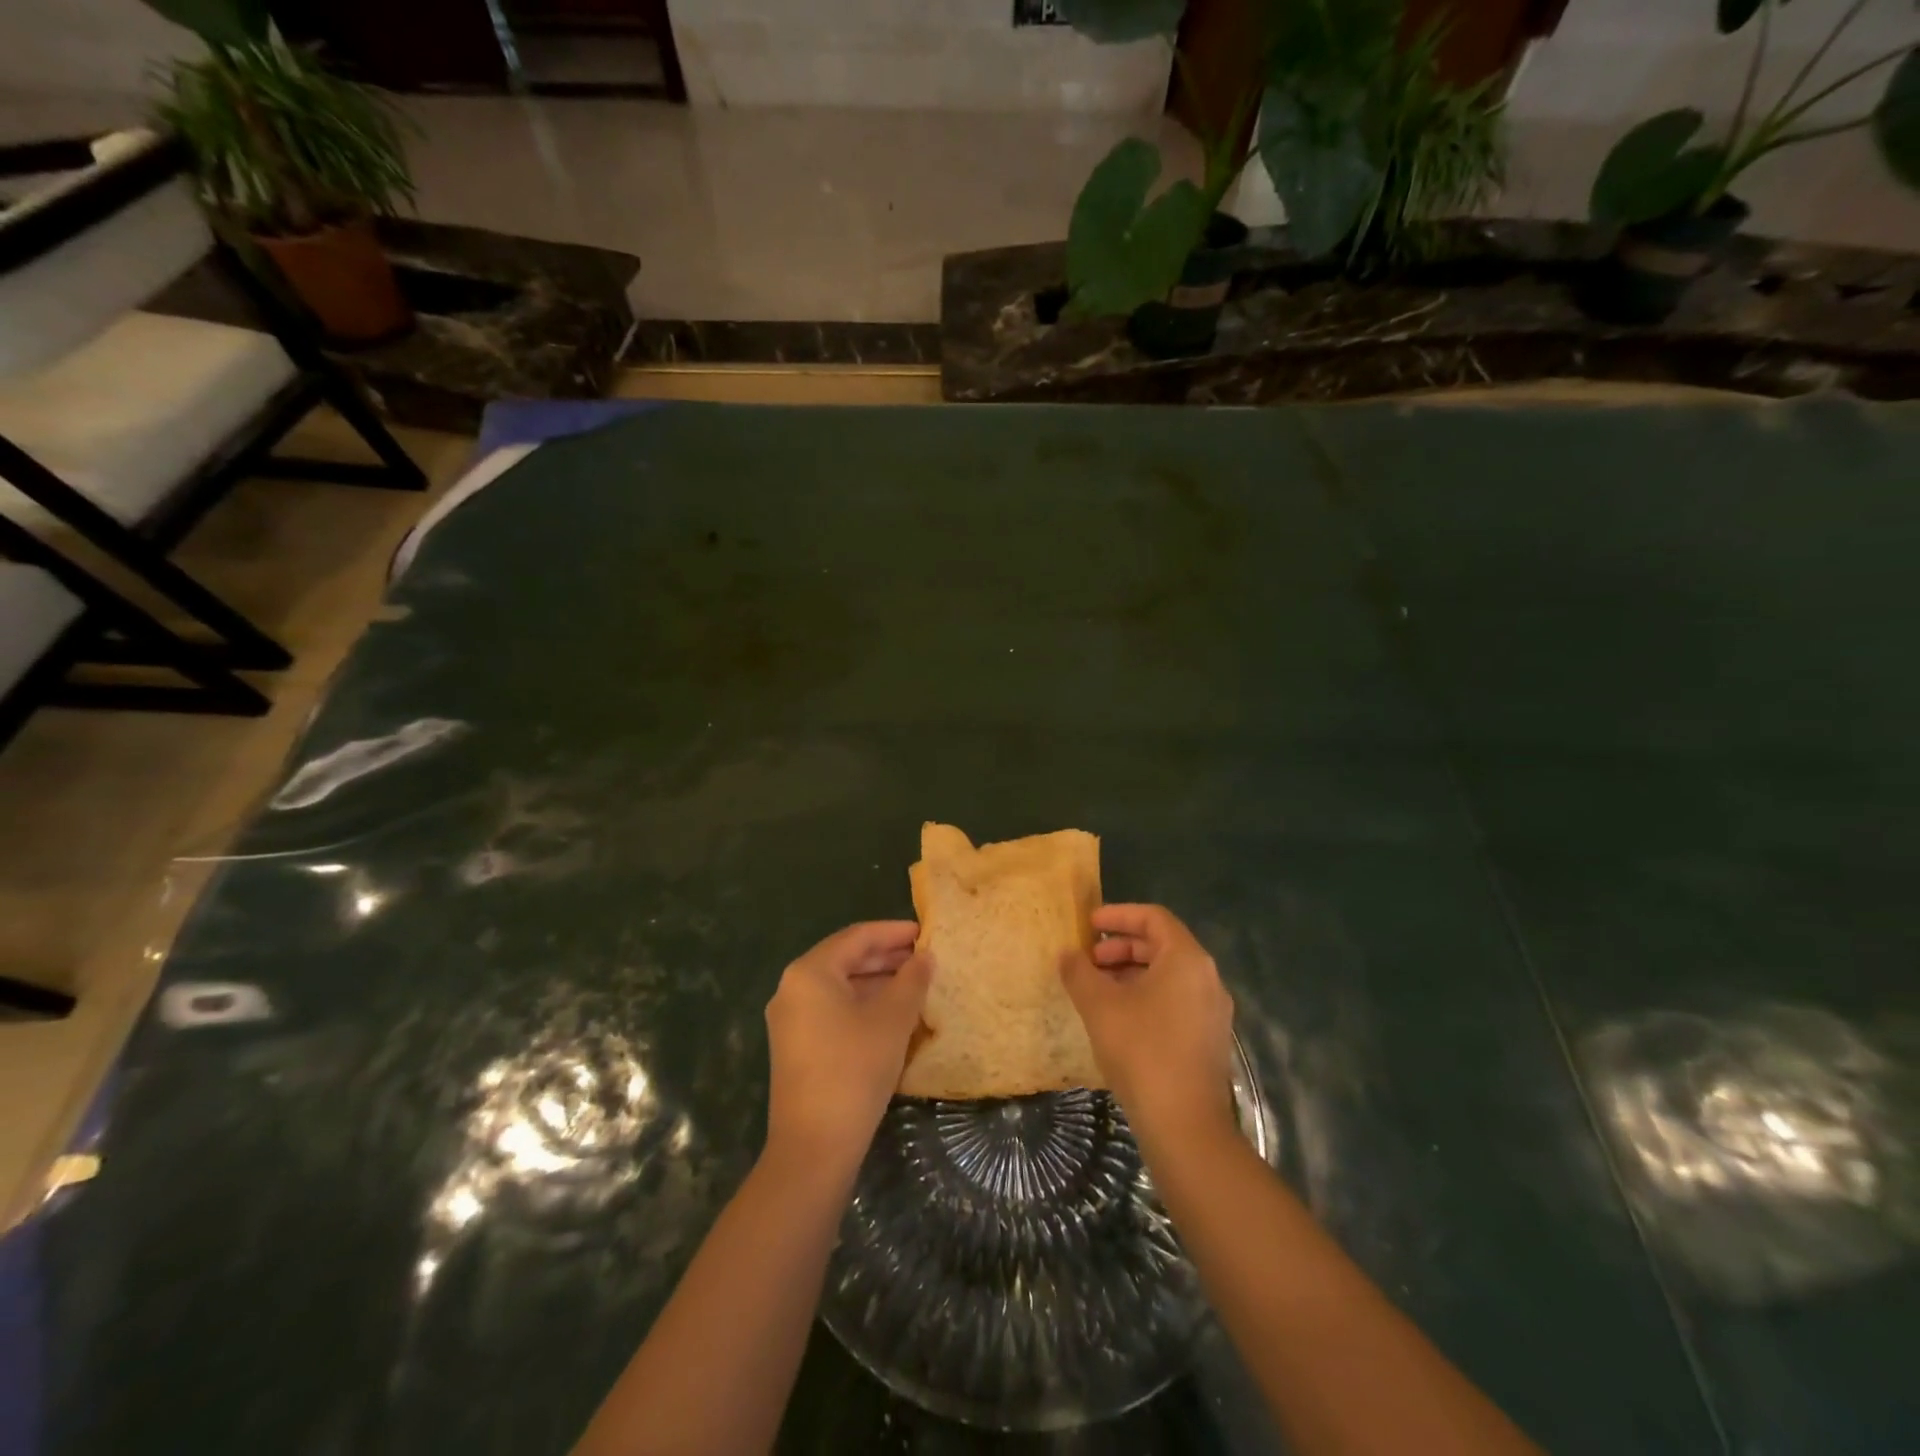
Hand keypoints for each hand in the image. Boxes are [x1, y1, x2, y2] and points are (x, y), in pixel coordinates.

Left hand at [764, 921, 930, 1174]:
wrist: (814, 1146)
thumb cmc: (854, 1069)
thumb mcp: (892, 1019)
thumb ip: (912, 980)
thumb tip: (925, 957)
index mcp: (810, 972)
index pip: (857, 937)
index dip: (893, 932)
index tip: (925, 932)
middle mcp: (792, 988)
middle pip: (845, 959)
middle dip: (886, 957)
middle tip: (924, 957)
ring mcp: (790, 1019)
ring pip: (839, 986)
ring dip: (876, 982)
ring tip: (915, 984)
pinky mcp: (796, 1046)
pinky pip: (832, 1010)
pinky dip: (862, 1004)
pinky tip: (892, 1014)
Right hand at [1060, 904, 1235, 1145]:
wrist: (1185, 1125)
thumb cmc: (1141, 1051)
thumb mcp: (1099, 1006)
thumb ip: (1079, 972)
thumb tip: (1067, 954)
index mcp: (1187, 959)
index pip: (1153, 917)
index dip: (1118, 915)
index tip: (1089, 925)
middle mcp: (1207, 978)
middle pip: (1162, 945)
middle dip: (1121, 947)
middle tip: (1088, 960)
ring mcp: (1212, 1011)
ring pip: (1168, 976)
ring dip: (1131, 973)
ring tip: (1098, 990)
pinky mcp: (1209, 1039)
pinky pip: (1176, 1001)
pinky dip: (1146, 996)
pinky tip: (1119, 1019)